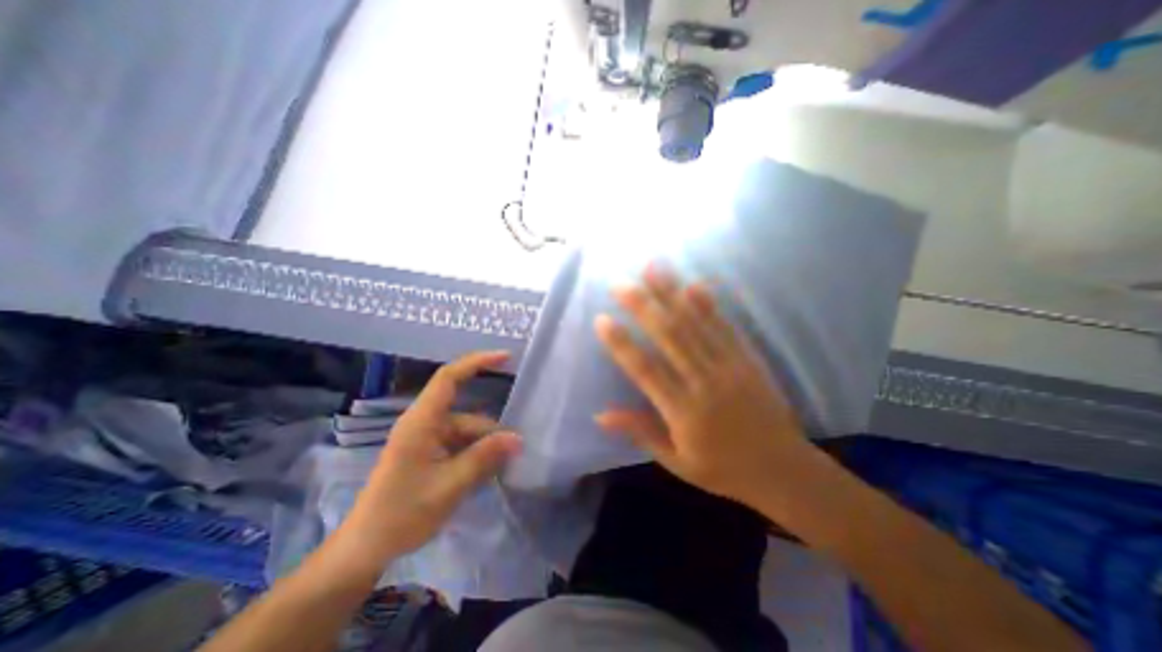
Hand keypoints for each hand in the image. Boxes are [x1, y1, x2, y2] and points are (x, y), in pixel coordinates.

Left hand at [336, 352, 516, 563]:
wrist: (365, 550)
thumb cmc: (402, 514)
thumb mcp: (450, 485)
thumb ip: (484, 457)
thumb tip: (517, 438)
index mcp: (422, 421)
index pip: (449, 377)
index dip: (477, 362)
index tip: (506, 358)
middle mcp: (424, 423)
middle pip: (467, 415)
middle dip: (491, 431)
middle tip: (516, 450)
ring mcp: (426, 439)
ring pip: (466, 432)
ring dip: (484, 447)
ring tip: (502, 469)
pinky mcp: (428, 453)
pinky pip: (459, 445)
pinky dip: (475, 455)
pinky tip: (487, 474)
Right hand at [594, 266, 820, 507]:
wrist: (784, 471)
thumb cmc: (723, 470)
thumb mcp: (676, 462)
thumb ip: (640, 432)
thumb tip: (600, 415)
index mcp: (684, 412)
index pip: (646, 371)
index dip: (622, 345)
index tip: (601, 320)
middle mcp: (705, 384)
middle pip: (670, 338)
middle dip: (643, 307)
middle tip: (620, 284)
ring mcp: (730, 368)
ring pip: (696, 325)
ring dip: (672, 294)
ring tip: (653, 268)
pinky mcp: (749, 360)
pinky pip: (726, 328)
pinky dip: (709, 305)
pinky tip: (695, 285)